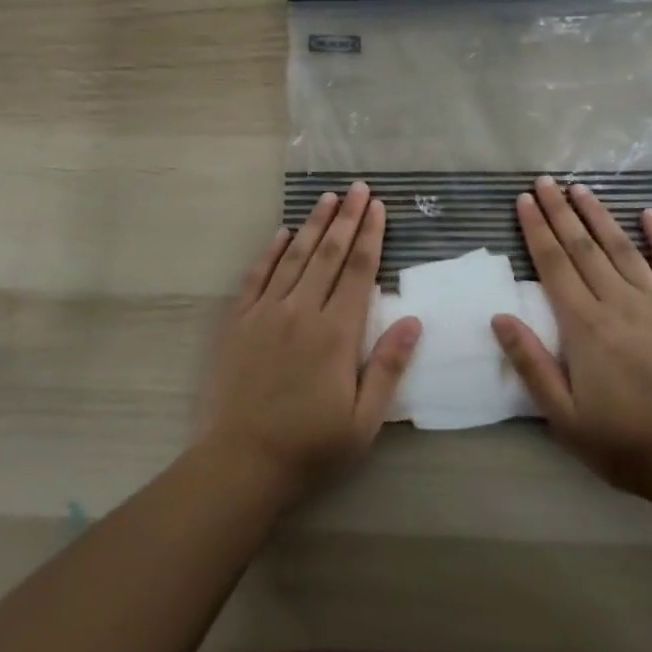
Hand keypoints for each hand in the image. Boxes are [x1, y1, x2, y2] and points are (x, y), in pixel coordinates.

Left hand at [198, 182, 420, 501]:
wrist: (240, 463)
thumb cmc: (310, 447)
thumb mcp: (363, 421)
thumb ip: (388, 367)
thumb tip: (413, 320)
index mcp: (337, 333)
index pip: (359, 271)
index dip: (371, 235)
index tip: (378, 207)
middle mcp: (302, 311)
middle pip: (329, 253)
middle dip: (347, 217)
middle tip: (358, 187)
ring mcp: (266, 312)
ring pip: (295, 257)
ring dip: (313, 224)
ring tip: (328, 198)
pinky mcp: (238, 321)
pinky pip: (257, 275)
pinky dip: (271, 251)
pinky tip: (282, 232)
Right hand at [492, 176, 651, 499]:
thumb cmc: (625, 441)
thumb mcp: (564, 416)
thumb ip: (531, 363)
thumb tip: (499, 316)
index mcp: (584, 325)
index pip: (553, 265)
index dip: (536, 230)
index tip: (524, 201)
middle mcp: (617, 301)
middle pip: (582, 247)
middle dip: (560, 211)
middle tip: (544, 181)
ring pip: (621, 247)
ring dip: (598, 215)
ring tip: (580, 188)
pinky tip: (648, 214)